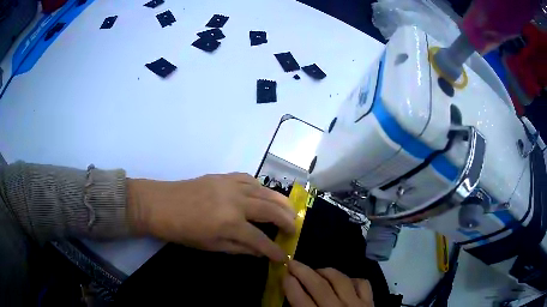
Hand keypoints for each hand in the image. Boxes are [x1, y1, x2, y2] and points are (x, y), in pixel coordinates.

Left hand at [127, 173, 295, 261]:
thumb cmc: (182, 231)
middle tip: (294, 228)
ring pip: (265, 191)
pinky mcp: (223, 176)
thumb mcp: (211, 245)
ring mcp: (230, 185)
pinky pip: (249, 179)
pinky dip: (261, 187)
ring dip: (280, 201)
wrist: (159, 204)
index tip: (284, 257)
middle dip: (287, 221)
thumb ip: (239, 248)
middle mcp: (236, 201)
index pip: (261, 240)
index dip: (274, 250)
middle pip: (271, 210)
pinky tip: (263, 194)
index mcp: (230, 223)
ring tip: (289, 210)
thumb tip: (260, 252)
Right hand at [283, 260, 373, 306]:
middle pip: (319, 286)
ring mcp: (356, 305)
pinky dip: (352, 279)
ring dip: (326, 271)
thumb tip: (289, 301)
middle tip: (292, 262)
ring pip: (340, 280)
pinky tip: (344, 282)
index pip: (301, 300)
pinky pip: (362, 284)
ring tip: (316, 271)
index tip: (284, 275)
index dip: (290, 285)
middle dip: (303, 272)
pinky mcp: (370, 303)